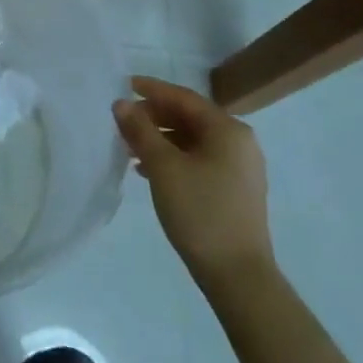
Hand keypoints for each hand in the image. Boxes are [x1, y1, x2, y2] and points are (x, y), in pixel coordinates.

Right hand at [113, 76, 272, 283]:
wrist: (238, 277)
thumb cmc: (200, 213)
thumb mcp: (163, 167)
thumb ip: (140, 130)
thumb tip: (122, 103)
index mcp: (228, 129)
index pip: (183, 98)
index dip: (152, 90)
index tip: (124, 85)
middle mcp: (239, 142)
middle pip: (190, 118)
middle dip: (154, 117)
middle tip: (123, 121)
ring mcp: (241, 168)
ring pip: (193, 141)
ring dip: (161, 140)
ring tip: (130, 148)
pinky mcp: (236, 190)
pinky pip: (200, 160)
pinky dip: (175, 159)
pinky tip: (149, 171)